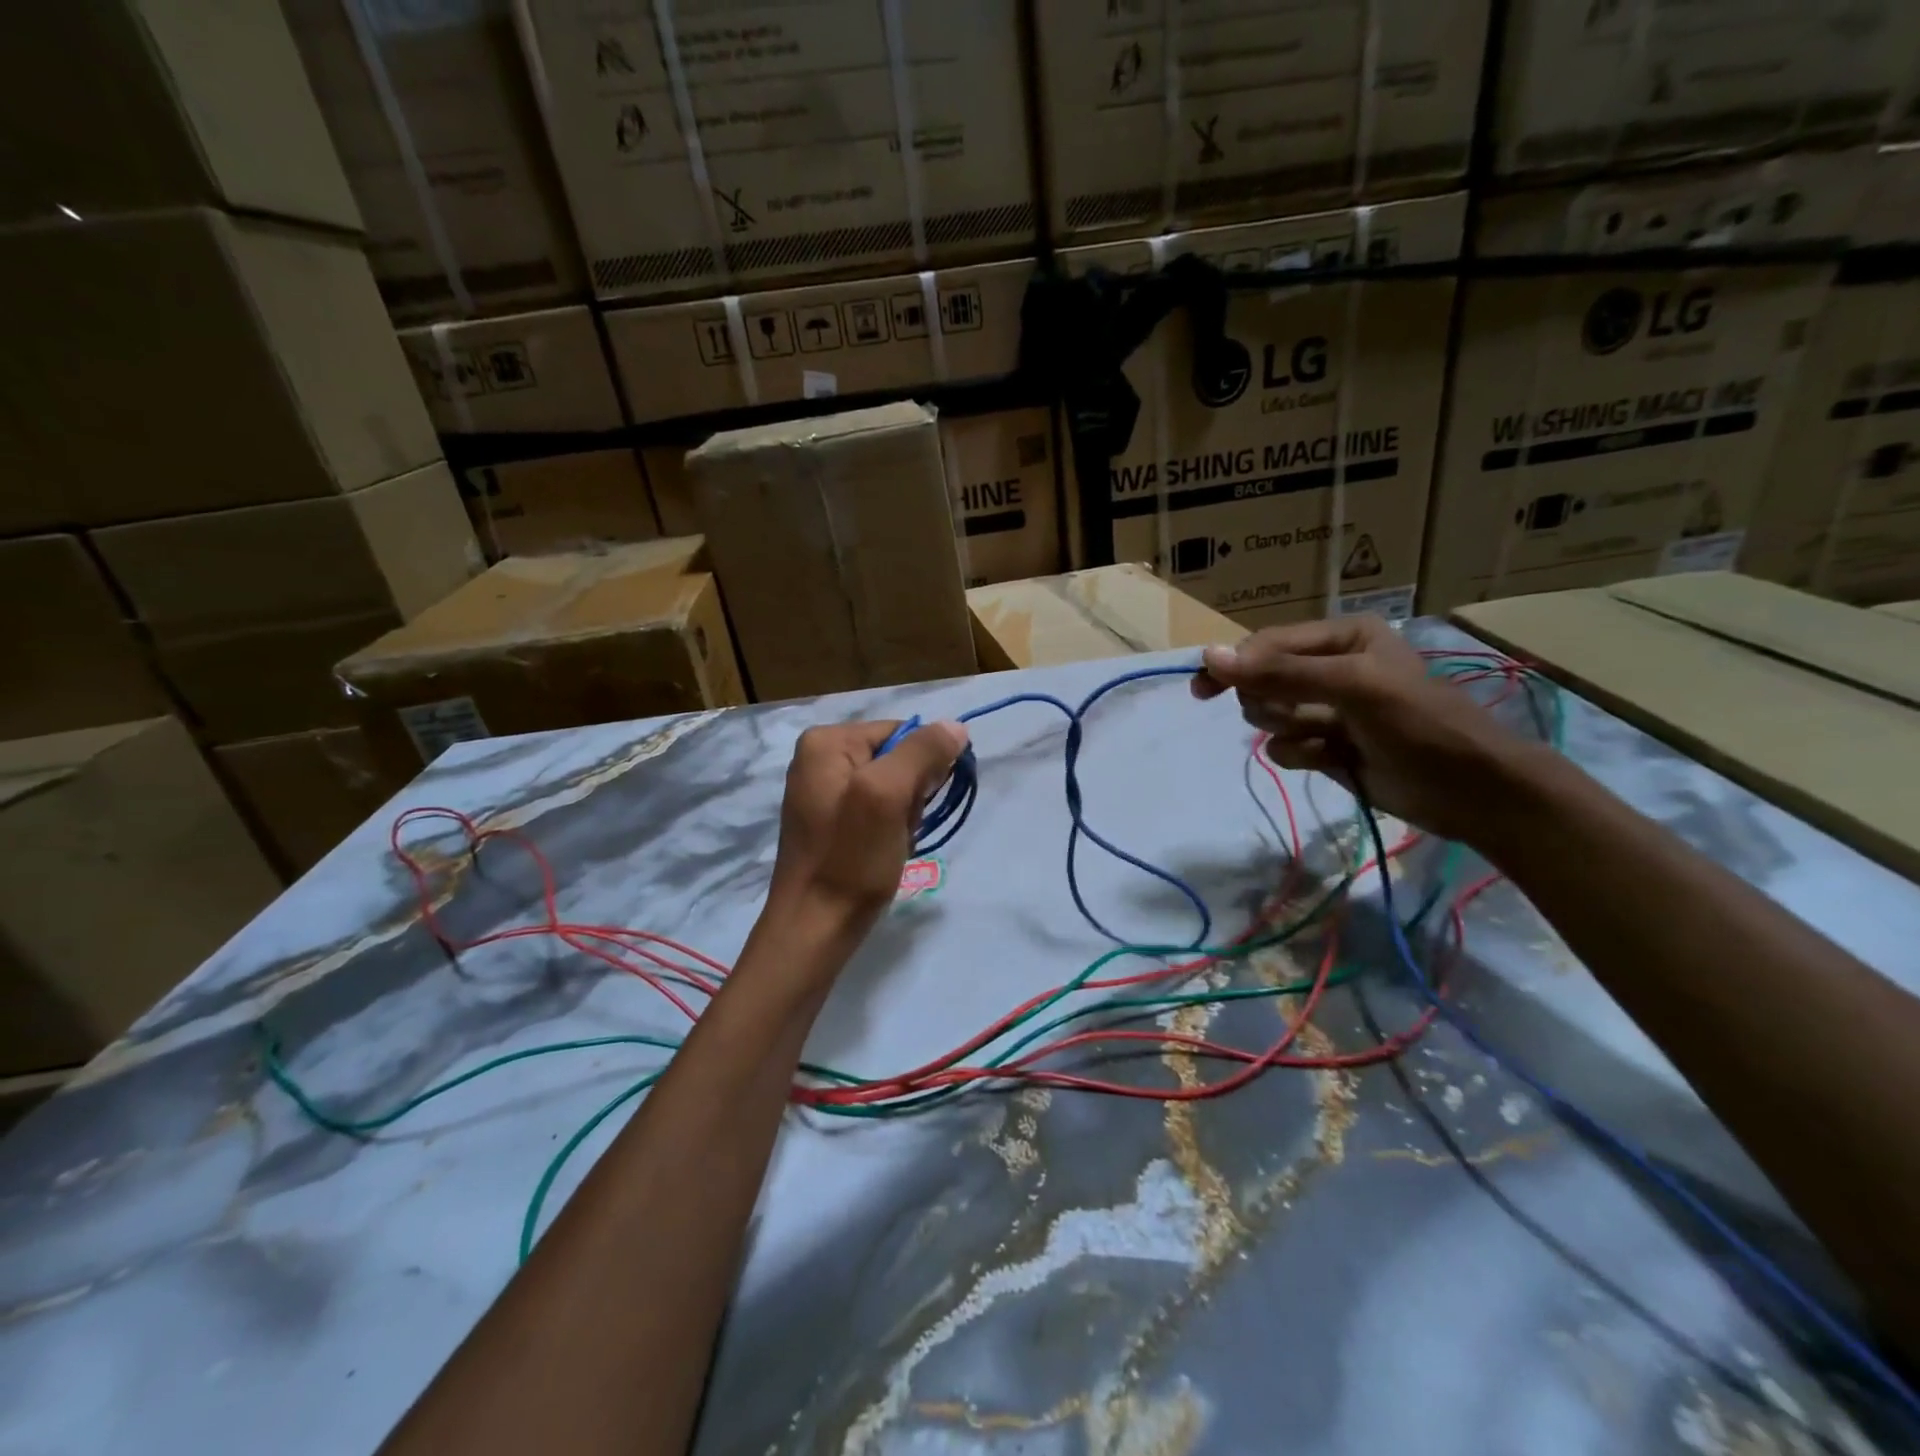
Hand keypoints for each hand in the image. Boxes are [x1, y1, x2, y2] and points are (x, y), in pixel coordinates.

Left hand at [767, 720, 969, 933]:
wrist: (815, 928)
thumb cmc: (850, 859)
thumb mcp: (888, 795)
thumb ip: (922, 752)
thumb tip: (956, 726)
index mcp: (825, 741)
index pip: (901, 732)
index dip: (922, 765)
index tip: (918, 803)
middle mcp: (819, 758)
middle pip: (897, 758)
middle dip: (911, 794)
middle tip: (898, 827)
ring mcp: (824, 791)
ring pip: (893, 787)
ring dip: (905, 815)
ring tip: (891, 842)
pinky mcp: (832, 821)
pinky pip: (878, 809)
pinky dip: (891, 829)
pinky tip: (883, 851)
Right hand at [1191, 615, 1523, 842]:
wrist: (1469, 792)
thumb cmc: (1419, 724)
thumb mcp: (1352, 687)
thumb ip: (1280, 672)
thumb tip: (1208, 656)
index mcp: (1341, 636)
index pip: (1267, 644)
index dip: (1236, 665)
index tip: (1204, 690)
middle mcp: (1330, 666)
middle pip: (1260, 680)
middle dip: (1274, 702)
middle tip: (1303, 716)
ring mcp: (1325, 708)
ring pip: (1267, 715)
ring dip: (1289, 729)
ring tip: (1327, 738)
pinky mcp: (1323, 745)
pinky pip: (1281, 746)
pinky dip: (1300, 755)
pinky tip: (1332, 760)